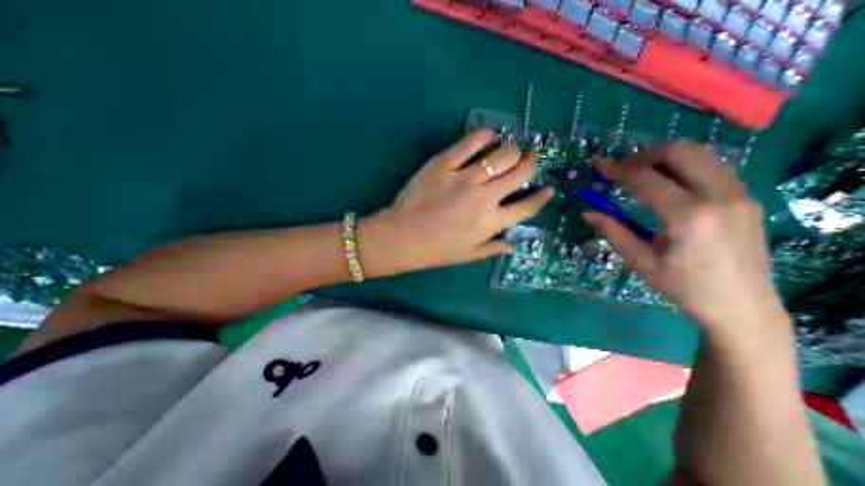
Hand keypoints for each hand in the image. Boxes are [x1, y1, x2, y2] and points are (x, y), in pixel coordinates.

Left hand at [360, 128, 550, 276]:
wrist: (401, 238)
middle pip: (520, 173)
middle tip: (531, 158)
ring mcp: (464, 178)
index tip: (548, 188)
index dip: (542, 197)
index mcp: (491, 223)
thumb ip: (493, 248)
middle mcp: (484, 198)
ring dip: (511, 150)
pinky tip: (488, 137)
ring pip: (501, 154)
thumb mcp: (467, 255)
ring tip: (509, 150)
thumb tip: (514, 245)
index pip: (527, 207)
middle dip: (531, 163)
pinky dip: (484, 136)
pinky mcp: (444, 164)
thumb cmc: (435, 251)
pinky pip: (470, 142)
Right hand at [584, 140, 789, 337]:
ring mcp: (739, 194)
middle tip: (621, 170)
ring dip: (664, 158)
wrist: (743, 307)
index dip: (617, 170)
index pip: (646, 179)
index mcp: (689, 216)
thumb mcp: (641, 262)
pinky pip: (710, 167)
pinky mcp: (745, 197)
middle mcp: (719, 196)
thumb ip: (613, 232)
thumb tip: (587, 212)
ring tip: (640, 174)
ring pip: (699, 154)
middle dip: (643, 155)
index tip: (598, 167)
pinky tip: (666, 185)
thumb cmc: (684, 287)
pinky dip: (682, 167)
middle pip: (680, 152)